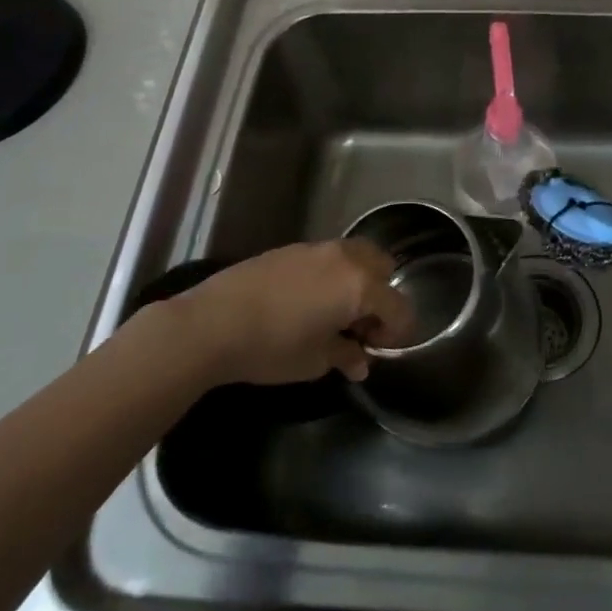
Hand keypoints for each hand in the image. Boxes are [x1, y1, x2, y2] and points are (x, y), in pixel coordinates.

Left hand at [142, 240, 413, 386]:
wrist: (213, 323)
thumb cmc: (273, 346)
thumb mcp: (315, 361)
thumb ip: (346, 356)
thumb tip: (360, 362)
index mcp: (360, 285)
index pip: (398, 306)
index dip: (397, 332)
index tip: (380, 351)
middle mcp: (346, 258)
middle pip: (383, 268)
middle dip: (381, 296)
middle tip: (361, 327)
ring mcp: (317, 248)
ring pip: (356, 256)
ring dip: (358, 281)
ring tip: (336, 313)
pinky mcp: (292, 248)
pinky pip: (328, 257)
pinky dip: (333, 275)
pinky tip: (309, 302)